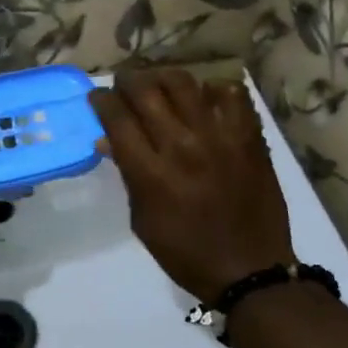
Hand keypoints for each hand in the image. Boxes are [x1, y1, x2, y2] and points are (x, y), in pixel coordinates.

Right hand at [90, 71, 296, 304]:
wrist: (249, 270)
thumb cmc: (187, 252)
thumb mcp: (143, 221)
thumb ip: (128, 175)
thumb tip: (108, 138)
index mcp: (151, 173)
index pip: (117, 118)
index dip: (102, 100)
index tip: (98, 97)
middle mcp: (181, 146)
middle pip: (145, 92)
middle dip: (127, 81)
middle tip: (124, 84)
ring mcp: (218, 138)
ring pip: (183, 83)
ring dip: (162, 77)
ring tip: (158, 83)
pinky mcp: (248, 137)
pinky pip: (231, 95)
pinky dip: (213, 90)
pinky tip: (205, 99)